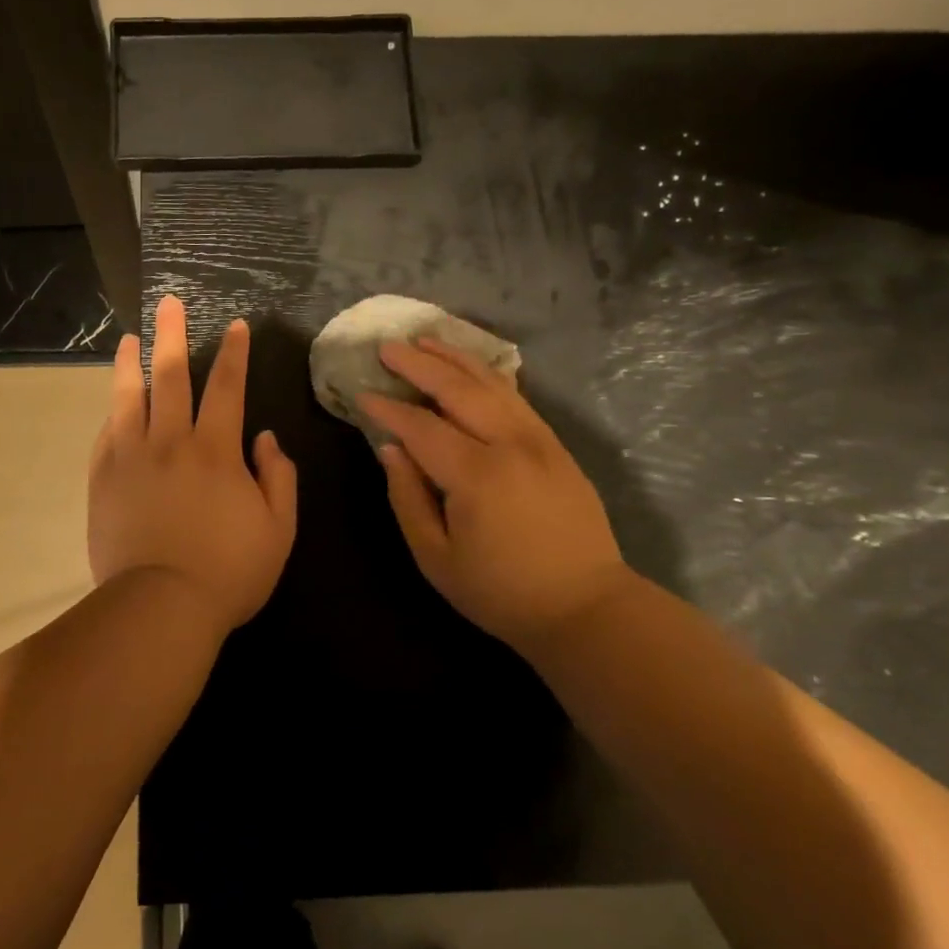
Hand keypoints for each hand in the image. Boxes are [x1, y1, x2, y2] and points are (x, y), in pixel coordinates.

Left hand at [88, 294, 297, 636]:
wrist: (160, 607)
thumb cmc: (228, 572)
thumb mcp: (278, 530)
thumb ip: (278, 477)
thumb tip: (265, 438)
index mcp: (216, 450)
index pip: (228, 387)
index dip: (235, 353)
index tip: (236, 326)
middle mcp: (171, 441)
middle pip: (171, 375)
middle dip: (172, 334)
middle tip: (167, 303)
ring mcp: (130, 457)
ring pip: (128, 397)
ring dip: (130, 363)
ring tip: (129, 340)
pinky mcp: (103, 479)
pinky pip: (106, 434)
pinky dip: (113, 413)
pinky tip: (114, 403)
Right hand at [360, 337, 626, 644]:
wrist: (586, 607)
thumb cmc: (501, 592)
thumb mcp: (437, 558)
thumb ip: (408, 498)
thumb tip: (391, 449)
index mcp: (476, 475)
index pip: (421, 427)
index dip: (388, 409)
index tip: (362, 394)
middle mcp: (509, 444)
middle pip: (457, 389)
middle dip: (418, 364)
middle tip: (387, 347)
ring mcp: (539, 440)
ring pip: (491, 383)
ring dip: (454, 357)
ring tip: (424, 340)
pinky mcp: (556, 445)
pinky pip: (516, 397)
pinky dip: (488, 375)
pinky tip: (470, 367)